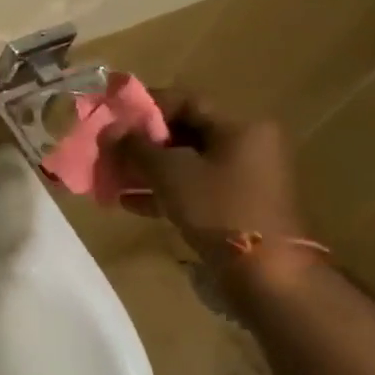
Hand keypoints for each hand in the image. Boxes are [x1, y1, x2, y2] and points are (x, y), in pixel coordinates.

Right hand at [101, 90, 308, 268]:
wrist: (266, 272)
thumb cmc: (219, 209)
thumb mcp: (172, 173)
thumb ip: (137, 148)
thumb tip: (110, 130)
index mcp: (240, 127)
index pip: (186, 102)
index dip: (145, 106)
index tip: (112, 116)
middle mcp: (246, 145)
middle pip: (184, 133)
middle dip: (142, 142)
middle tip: (108, 150)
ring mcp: (242, 178)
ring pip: (185, 163)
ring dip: (147, 169)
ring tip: (112, 178)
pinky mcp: (235, 205)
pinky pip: (192, 188)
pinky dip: (162, 191)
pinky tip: (129, 202)